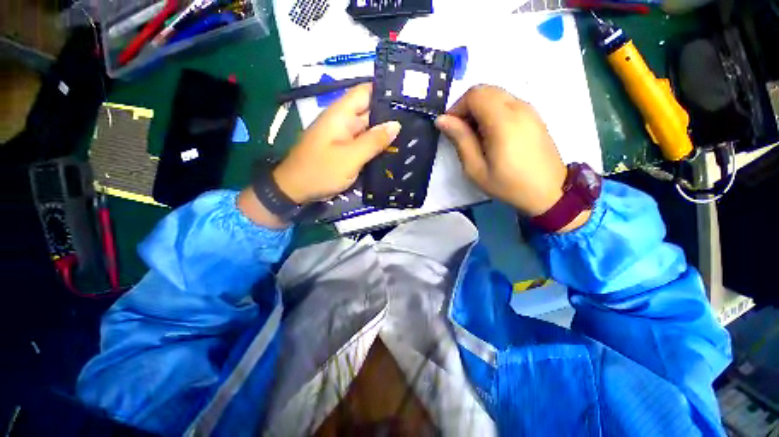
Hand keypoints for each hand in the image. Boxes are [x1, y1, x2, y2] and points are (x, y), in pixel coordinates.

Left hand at [274, 84, 400, 203]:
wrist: (296, 189)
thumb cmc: (321, 171)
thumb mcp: (350, 157)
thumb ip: (373, 141)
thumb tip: (396, 124)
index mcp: (341, 114)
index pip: (365, 92)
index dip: (385, 91)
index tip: (407, 97)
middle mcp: (343, 121)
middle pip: (370, 111)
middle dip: (390, 115)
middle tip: (415, 120)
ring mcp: (343, 136)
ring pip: (368, 129)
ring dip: (385, 132)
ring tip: (411, 134)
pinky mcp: (344, 149)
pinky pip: (363, 143)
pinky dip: (376, 145)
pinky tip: (393, 150)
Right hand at [436, 85, 588, 231]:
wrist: (548, 192)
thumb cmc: (508, 184)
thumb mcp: (476, 168)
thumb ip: (460, 140)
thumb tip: (442, 120)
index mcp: (503, 120)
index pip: (474, 95)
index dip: (457, 107)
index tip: (450, 128)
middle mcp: (518, 107)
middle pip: (485, 90)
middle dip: (466, 107)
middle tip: (461, 132)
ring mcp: (529, 109)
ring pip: (496, 95)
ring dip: (479, 109)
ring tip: (475, 136)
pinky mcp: (534, 115)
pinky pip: (507, 103)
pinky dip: (492, 111)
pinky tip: (491, 135)